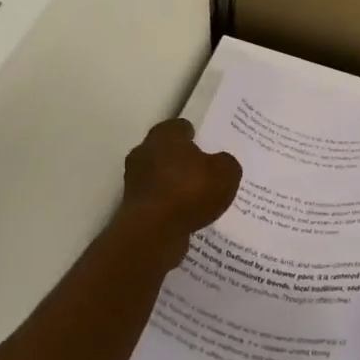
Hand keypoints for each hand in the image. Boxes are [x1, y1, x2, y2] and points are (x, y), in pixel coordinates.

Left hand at [116, 118, 241, 247]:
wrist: (154, 232)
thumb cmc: (189, 191)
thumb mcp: (225, 173)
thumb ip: (226, 163)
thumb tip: (221, 163)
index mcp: (164, 134)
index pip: (180, 127)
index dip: (195, 136)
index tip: (208, 148)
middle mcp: (144, 151)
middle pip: (167, 151)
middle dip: (183, 160)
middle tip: (205, 172)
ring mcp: (135, 180)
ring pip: (160, 176)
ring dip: (174, 185)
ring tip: (198, 198)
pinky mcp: (132, 206)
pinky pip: (156, 200)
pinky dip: (169, 205)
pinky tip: (186, 216)